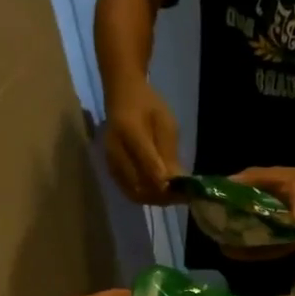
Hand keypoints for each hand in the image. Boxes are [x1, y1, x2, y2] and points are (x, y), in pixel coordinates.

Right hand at [104, 80, 181, 205]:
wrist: (122, 96)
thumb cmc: (149, 106)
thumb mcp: (166, 122)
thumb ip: (169, 151)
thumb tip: (176, 180)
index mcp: (129, 130)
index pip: (147, 163)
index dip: (165, 181)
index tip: (183, 190)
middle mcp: (115, 149)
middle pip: (139, 184)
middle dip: (162, 195)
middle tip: (181, 197)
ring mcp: (110, 161)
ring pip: (134, 192)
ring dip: (155, 199)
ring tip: (173, 197)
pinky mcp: (111, 169)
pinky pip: (128, 191)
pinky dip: (146, 197)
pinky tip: (161, 194)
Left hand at [224, 166, 294, 259]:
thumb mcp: (280, 176)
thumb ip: (255, 178)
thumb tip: (229, 181)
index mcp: (292, 229)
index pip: (265, 247)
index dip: (245, 250)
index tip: (226, 248)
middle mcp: (294, 242)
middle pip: (264, 252)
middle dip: (243, 251)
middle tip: (222, 245)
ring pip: (269, 251)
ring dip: (251, 250)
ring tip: (229, 244)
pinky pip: (275, 247)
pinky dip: (260, 245)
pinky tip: (246, 239)